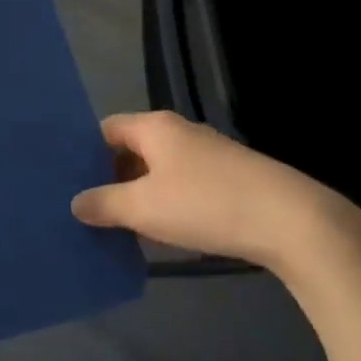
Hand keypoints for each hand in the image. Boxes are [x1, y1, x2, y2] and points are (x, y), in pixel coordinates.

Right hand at [71, 110, 354, 271]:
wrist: (290, 220)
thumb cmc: (205, 204)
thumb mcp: (144, 208)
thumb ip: (104, 204)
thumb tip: (76, 203)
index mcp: (154, 127)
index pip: (106, 129)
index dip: (85, 153)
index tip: (70, 183)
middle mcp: (178, 131)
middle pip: (132, 149)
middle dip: (111, 178)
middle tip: (90, 211)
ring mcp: (206, 153)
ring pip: (158, 170)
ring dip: (139, 195)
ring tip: (120, 228)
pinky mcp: (229, 177)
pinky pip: (183, 184)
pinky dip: (167, 203)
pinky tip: (163, 233)